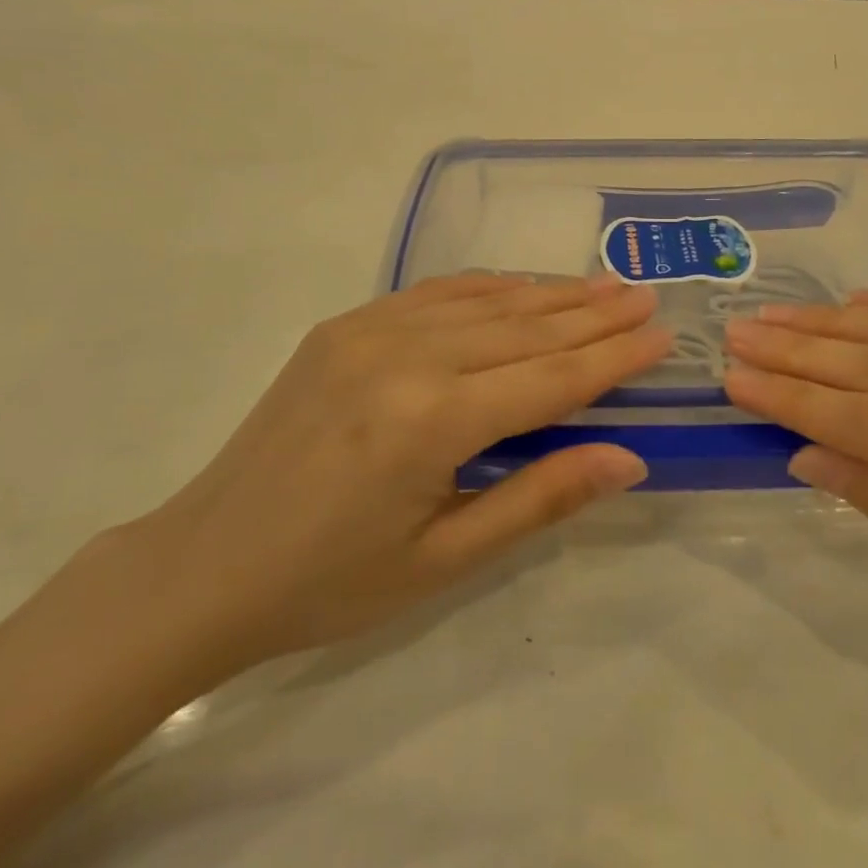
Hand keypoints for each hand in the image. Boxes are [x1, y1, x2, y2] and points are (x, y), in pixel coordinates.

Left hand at [132, 274, 671, 684]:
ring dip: (549, 293)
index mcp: (432, 421)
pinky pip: (434, 293)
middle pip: (525, 328)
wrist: (204, 565)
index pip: (551, 378)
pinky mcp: (344, 325)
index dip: (613, 358)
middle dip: (594, 313)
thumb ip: (540, 499)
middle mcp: (406, 357)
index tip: (662, 335)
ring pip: (485, 302)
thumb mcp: (444, 559)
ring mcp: (369, 331)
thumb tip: (628, 458)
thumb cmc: (330, 582)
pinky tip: (520, 286)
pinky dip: (488, 288)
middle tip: (645, 296)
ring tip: (602, 286)